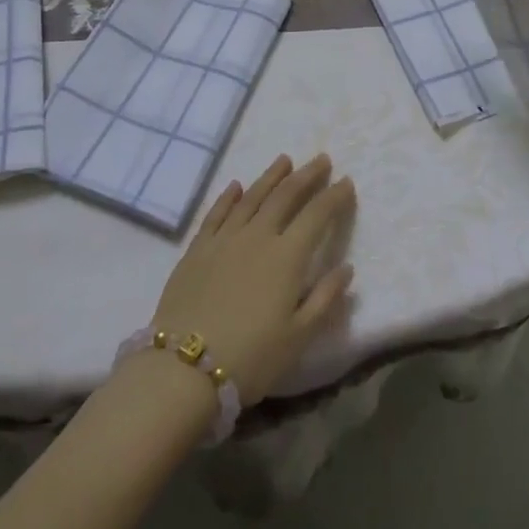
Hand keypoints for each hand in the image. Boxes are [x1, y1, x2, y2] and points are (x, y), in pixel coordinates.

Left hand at [150, 153, 356, 406]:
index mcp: (287, 257)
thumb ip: (325, 299)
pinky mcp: (197, 249)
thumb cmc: (250, 358)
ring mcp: (224, 239)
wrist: (182, 370)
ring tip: (284, 160)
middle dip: (306, 175)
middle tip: (321, 159)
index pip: (317, 215)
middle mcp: (257, 236)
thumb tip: (347, 268)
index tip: (346, 181)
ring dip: (271, 176)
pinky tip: (236, 186)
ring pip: (252, 197)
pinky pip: (216, 213)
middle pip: (285, 196)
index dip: (334, 196)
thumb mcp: (298, 338)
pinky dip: (228, 196)